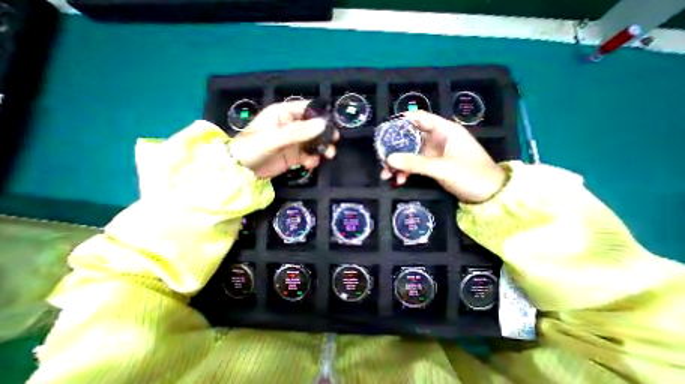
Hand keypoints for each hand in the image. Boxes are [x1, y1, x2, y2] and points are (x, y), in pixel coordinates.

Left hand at [228, 101, 337, 178]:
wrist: (240, 171)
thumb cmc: (252, 148)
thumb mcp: (274, 138)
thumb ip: (298, 132)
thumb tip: (323, 124)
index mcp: (283, 114)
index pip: (306, 108)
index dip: (321, 115)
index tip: (332, 124)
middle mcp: (290, 126)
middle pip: (313, 126)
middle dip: (325, 134)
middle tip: (334, 142)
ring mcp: (293, 142)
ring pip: (313, 142)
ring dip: (322, 148)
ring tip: (328, 155)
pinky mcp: (293, 156)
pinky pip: (308, 155)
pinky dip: (313, 159)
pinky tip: (311, 164)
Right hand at [380, 110, 506, 203]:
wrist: (489, 196)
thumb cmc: (471, 175)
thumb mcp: (442, 168)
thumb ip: (415, 163)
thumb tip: (389, 159)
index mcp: (444, 131)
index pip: (419, 118)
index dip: (401, 121)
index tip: (385, 130)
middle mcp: (437, 139)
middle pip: (410, 138)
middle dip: (395, 149)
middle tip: (382, 159)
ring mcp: (434, 153)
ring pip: (410, 153)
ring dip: (398, 163)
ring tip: (386, 175)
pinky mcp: (432, 165)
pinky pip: (414, 165)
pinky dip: (406, 172)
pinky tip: (399, 180)